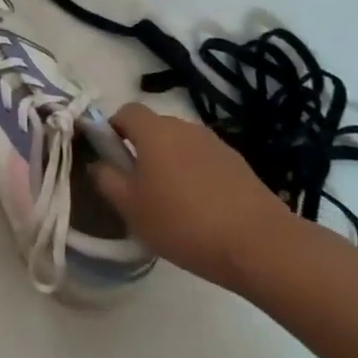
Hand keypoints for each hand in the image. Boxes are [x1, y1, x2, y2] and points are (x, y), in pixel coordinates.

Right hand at [89, 104, 293, 287]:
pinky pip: (204, 161)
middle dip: (141, 148)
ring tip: (169, 201)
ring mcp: (216, 145)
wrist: (260, 245)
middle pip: (155, 127)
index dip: (113, 129)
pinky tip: (199, 209)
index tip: (110, 157)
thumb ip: (106, 179)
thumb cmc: (182, 222)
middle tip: (136, 185)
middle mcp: (186, 128)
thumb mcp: (130, 207)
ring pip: (181, 145)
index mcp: (155, 132)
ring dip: (169, 163)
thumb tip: (98, 163)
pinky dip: (195, 175)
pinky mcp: (239, 165)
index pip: (126, 111)